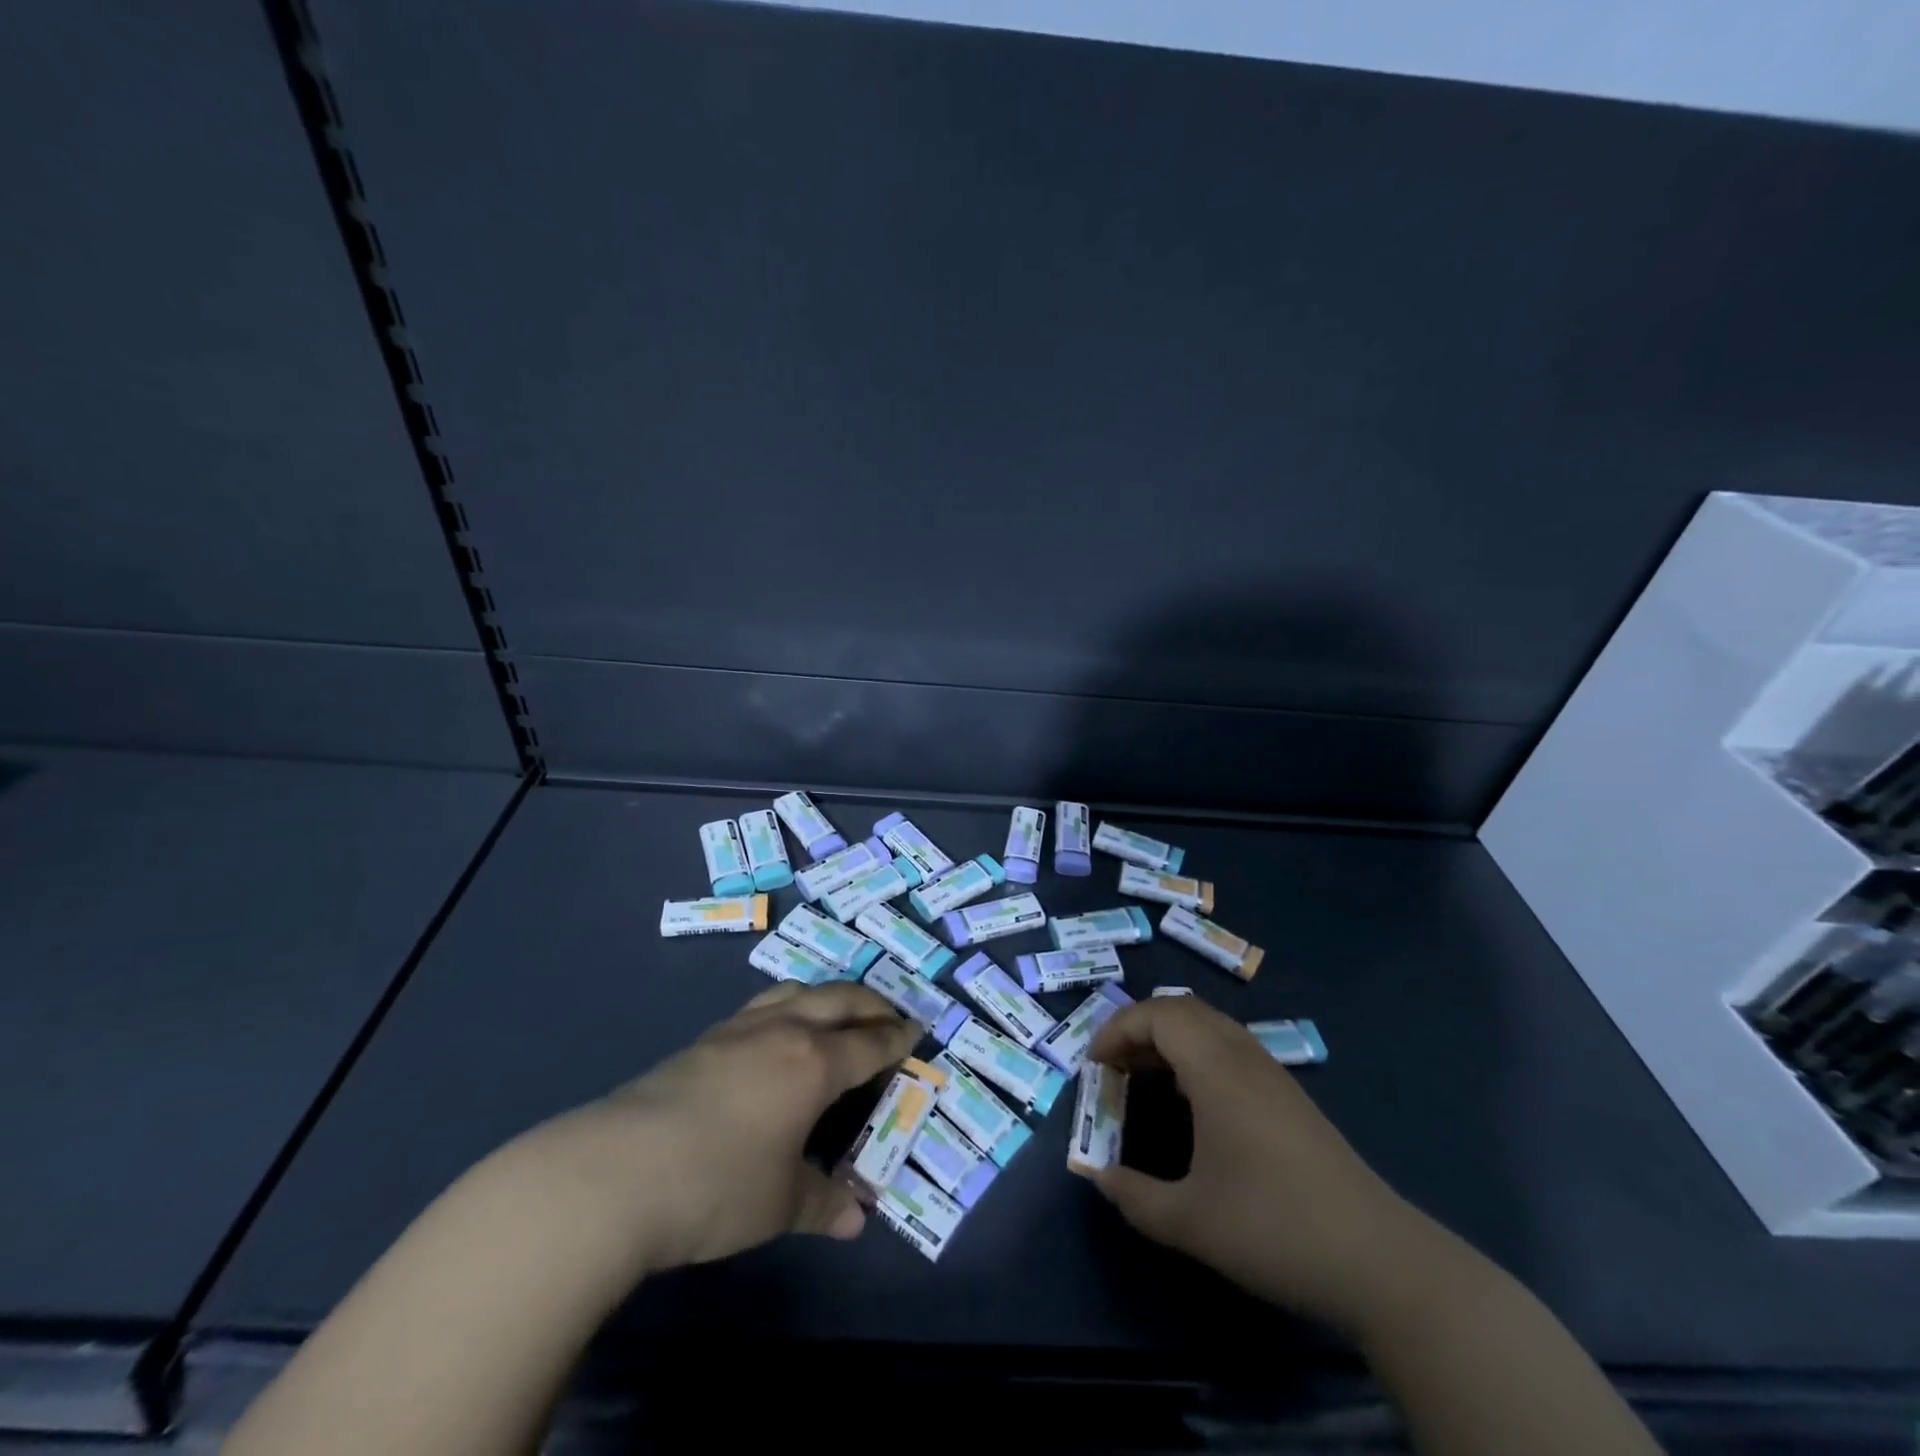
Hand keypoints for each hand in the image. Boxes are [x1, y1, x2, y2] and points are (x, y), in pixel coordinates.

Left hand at [542, 981, 918, 1274]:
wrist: (616, 1173)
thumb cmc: (716, 1185)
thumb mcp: (779, 1203)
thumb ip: (823, 1203)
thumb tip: (857, 1217)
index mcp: (814, 1063)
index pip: (869, 1042)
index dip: (897, 1037)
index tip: (917, 1030)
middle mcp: (783, 1031)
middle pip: (838, 999)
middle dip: (870, 1002)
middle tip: (889, 1012)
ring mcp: (739, 1029)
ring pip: (796, 991)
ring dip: (826, 994)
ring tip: (836, 1008)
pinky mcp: (703, 1039)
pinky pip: (761, 1005)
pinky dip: (787, 1005)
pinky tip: (776, 1030)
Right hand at [1087, 995, 1431, 1334]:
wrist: (1380, 1261)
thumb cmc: (1275, 1228)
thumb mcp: (1190, 1221)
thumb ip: (1133, 1197)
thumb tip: (1097, 1176)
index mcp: (1217, 1069)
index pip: (1158, 1015)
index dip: (1117, 1029)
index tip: (1094, 1066)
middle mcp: (1244, 1056)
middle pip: (1182, 1009)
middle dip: (1138, 1027)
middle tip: (1113, 1067)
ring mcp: (1272, 1074)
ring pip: (1209, 1026)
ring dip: (1168, 1040)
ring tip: (1143, 1079)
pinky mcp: (1289, 1097)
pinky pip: (1229, 1048)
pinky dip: (1195, 1055)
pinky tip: (1190, 1102)